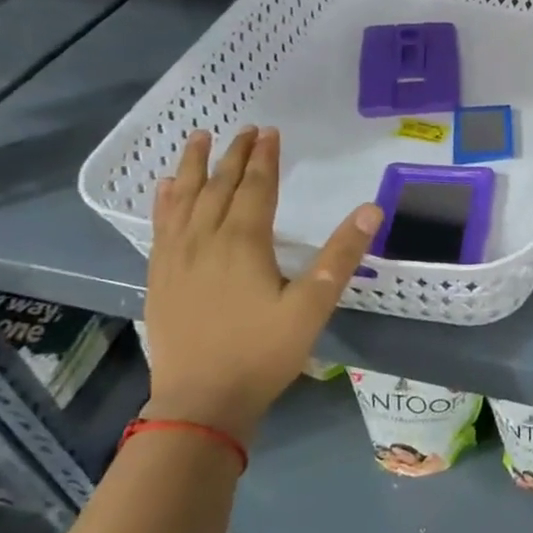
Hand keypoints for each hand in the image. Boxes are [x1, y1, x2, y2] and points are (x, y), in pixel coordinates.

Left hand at [142, 127, 381, 444]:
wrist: (200, 403)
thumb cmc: (262, 353)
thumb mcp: (313, 306)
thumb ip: (341, 255)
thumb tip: (371, 208)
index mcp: (243, 243)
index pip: (255, 187)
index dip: (264, 158)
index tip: (269, 131)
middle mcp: (205, 240)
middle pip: (219, 187)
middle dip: (234, 155)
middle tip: (244, 128)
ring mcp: (177, 258)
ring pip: (185, 200)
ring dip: (194, 166)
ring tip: (199, 138)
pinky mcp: (160, 277)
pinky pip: (161, 226)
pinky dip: (165, 201)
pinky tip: (167, 188)